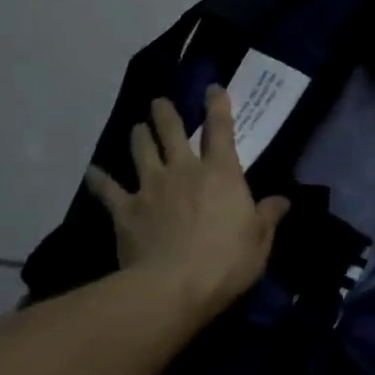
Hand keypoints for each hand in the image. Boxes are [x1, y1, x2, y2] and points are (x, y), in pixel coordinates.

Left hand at [85, 88, 288, 316]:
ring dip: (139, 136)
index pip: (221, 129)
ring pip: (142, 150)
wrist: (173, 287)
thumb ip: (268, 216)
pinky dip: (99, 179)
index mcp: (221, 172)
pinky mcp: (126, 210)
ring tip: (137, 127)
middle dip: (166, 113)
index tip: (212, 87)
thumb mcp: (259, 241)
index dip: (217, 105)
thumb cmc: (226, 261)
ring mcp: (151, 187)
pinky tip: (92, 172)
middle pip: (172, 131)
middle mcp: (183, 169)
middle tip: (159, 102)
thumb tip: (283, 200)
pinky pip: (108, 190)